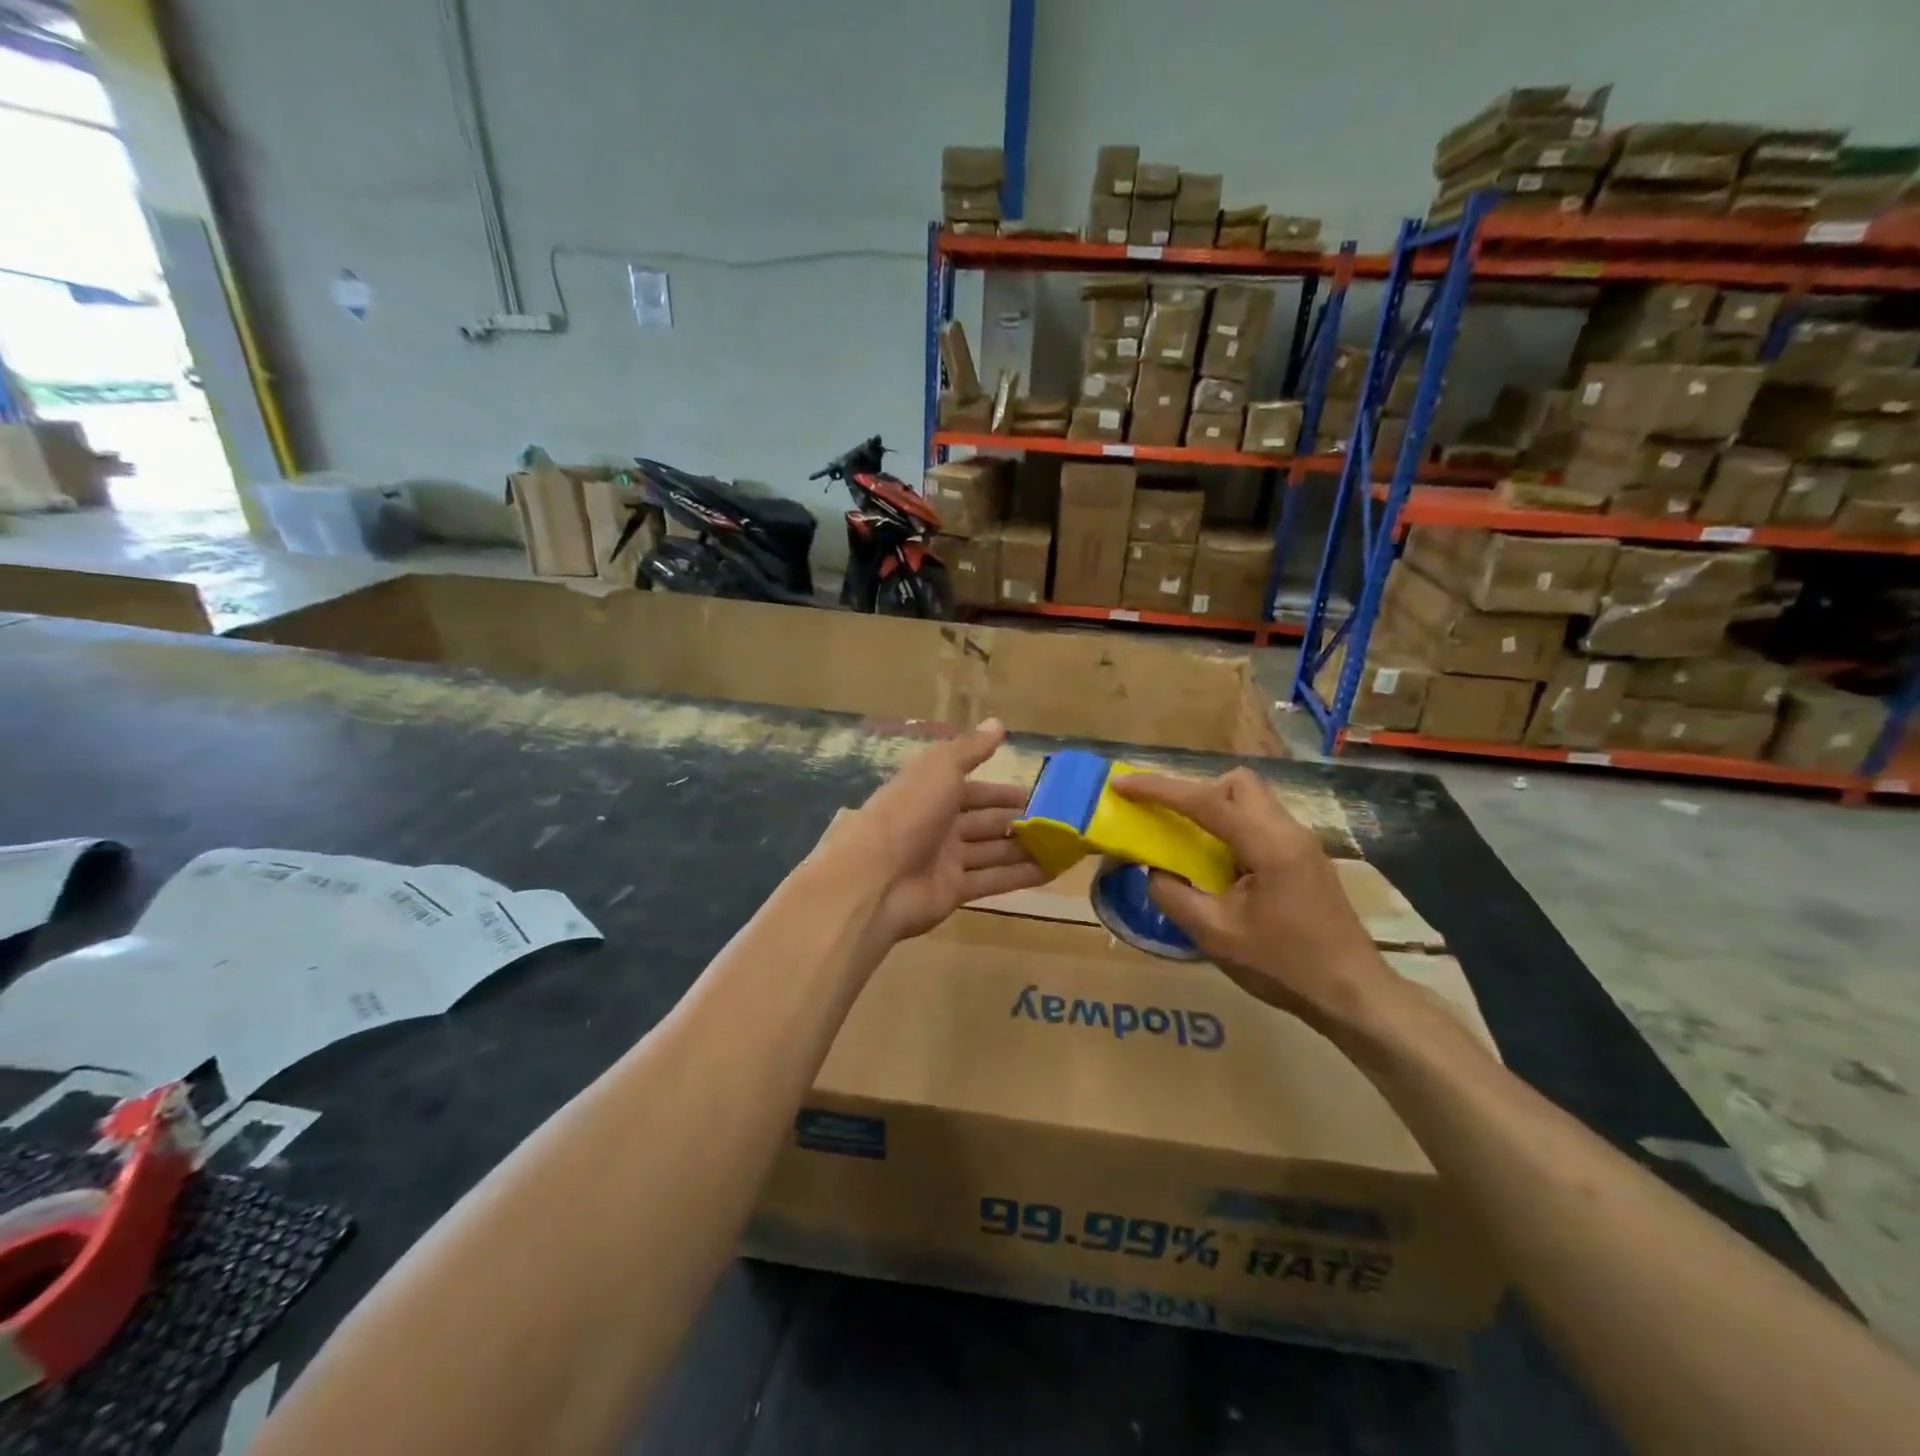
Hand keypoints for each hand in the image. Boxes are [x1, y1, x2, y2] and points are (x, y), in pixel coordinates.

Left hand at [828, 719, 1047, 945]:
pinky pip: (992, 880)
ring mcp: (946, 860)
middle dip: (1019, 821)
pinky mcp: (953, 891)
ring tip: (1064, 847)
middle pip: (985, 822)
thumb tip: (998, 723)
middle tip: (1060, 823)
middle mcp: (939, 825)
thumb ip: (970, 749)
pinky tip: (1052, 872)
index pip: (974, 790)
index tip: (1040, 794)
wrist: (875, 878)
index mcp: (932, 793)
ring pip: (992, 851)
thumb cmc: (909, 813)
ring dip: (1025, 848)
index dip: (1003, 792)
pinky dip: (1020, 876)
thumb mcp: (940, 769)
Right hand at [1111, 768, 1396, 1034]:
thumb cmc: (1284, 966)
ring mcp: (1302, 843)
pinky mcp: (1305, 859)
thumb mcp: (1215, 936)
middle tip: (1167, 818)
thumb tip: (1154, 869)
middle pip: (1237, 784)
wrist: (1353, 995)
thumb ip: (1173, 895)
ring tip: (1188, 842)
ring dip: (1214, 809)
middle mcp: (1288, 831)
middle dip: (1196, 790)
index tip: (1121, 785)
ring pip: (1251, 801)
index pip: (1205, 801)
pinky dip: (1231, 828)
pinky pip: (1260, 824)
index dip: (1158, 789)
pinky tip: (1219, 865)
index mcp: (1268, 845)